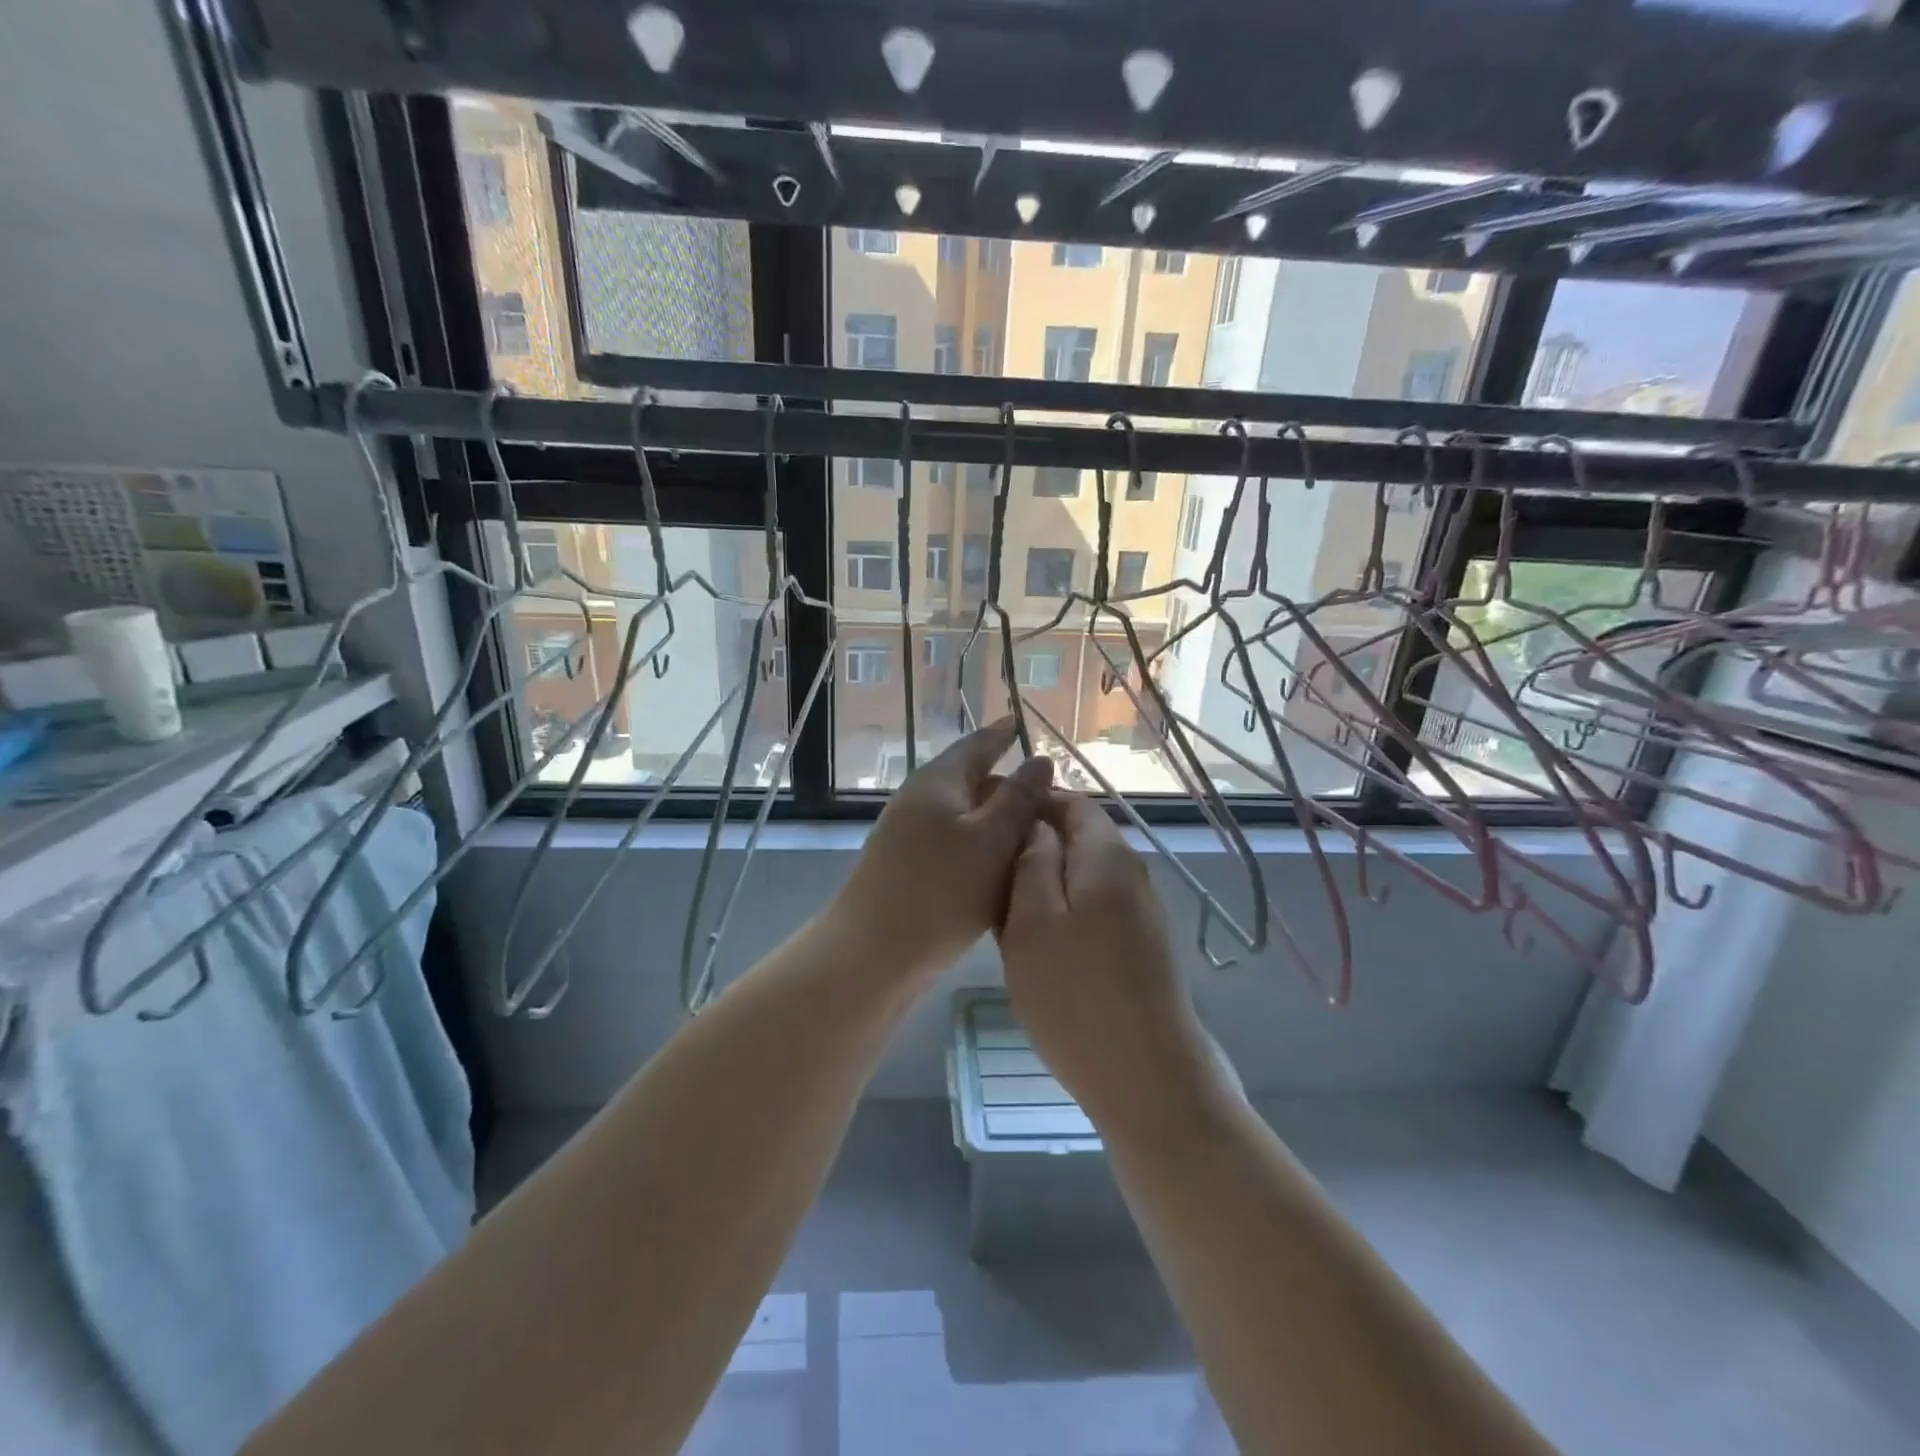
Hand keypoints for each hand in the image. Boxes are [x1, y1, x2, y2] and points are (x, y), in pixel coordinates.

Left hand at [831, 718, 1053, 982]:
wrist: (871, 955)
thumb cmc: (939, 892)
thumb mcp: (992, 841)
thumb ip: (1019, 799)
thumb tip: (1040, 760)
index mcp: (939, 782)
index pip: (977, 744)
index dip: (1003, 734)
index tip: (1021, 723)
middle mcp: (921, 801)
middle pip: (973, 782)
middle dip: (1010, 787)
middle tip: (1052, 801)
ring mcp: (909, 836)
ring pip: (966, 819)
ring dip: (998, 824)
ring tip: (1036, 839)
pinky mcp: (908, 869)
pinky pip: (955, 847)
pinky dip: (982, 851)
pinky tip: (1002, 874)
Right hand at [996, 793, 1224, 1132]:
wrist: (1147, 1079)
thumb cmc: (1075, 996)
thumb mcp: (1033, 922)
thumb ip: (1032, 862)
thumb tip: (1036, 825)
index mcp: (1107, 857)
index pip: (1072, 803)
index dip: (1031, 805)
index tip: (991, 826)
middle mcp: (1131, 875)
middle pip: (1079, 839)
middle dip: (1034, 848)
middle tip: (989, 877)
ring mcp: (1139, 913)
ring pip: (1083, 878)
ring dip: (1044, 885)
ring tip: (1003, 913)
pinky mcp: (1139, 948)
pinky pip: (1094, 910)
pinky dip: (1062, 914)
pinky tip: (1037, 946)